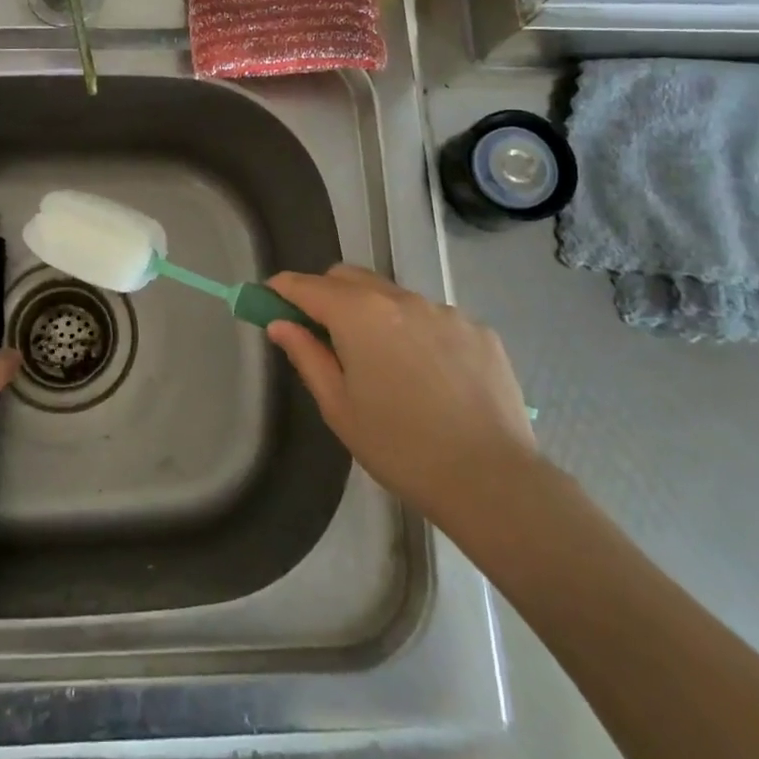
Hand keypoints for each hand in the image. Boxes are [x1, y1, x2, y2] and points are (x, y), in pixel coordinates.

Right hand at [266, 266, 537, 531]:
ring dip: (374, 313)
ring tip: (383, 362)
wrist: (491, 480)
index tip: (267, 298)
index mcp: (359, 314)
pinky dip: (416, 332)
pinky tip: (428, 375)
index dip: (282, 288)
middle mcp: (401, 298)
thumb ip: (306, 355)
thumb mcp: (339, 407)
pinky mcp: (479, 330)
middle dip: (326, 294)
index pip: (307, 286)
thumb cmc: (399, 447)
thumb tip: (280, 324)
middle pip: (349, 278)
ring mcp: (445, 311)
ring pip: (393, 296)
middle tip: (320, 331)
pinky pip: (433, 318)